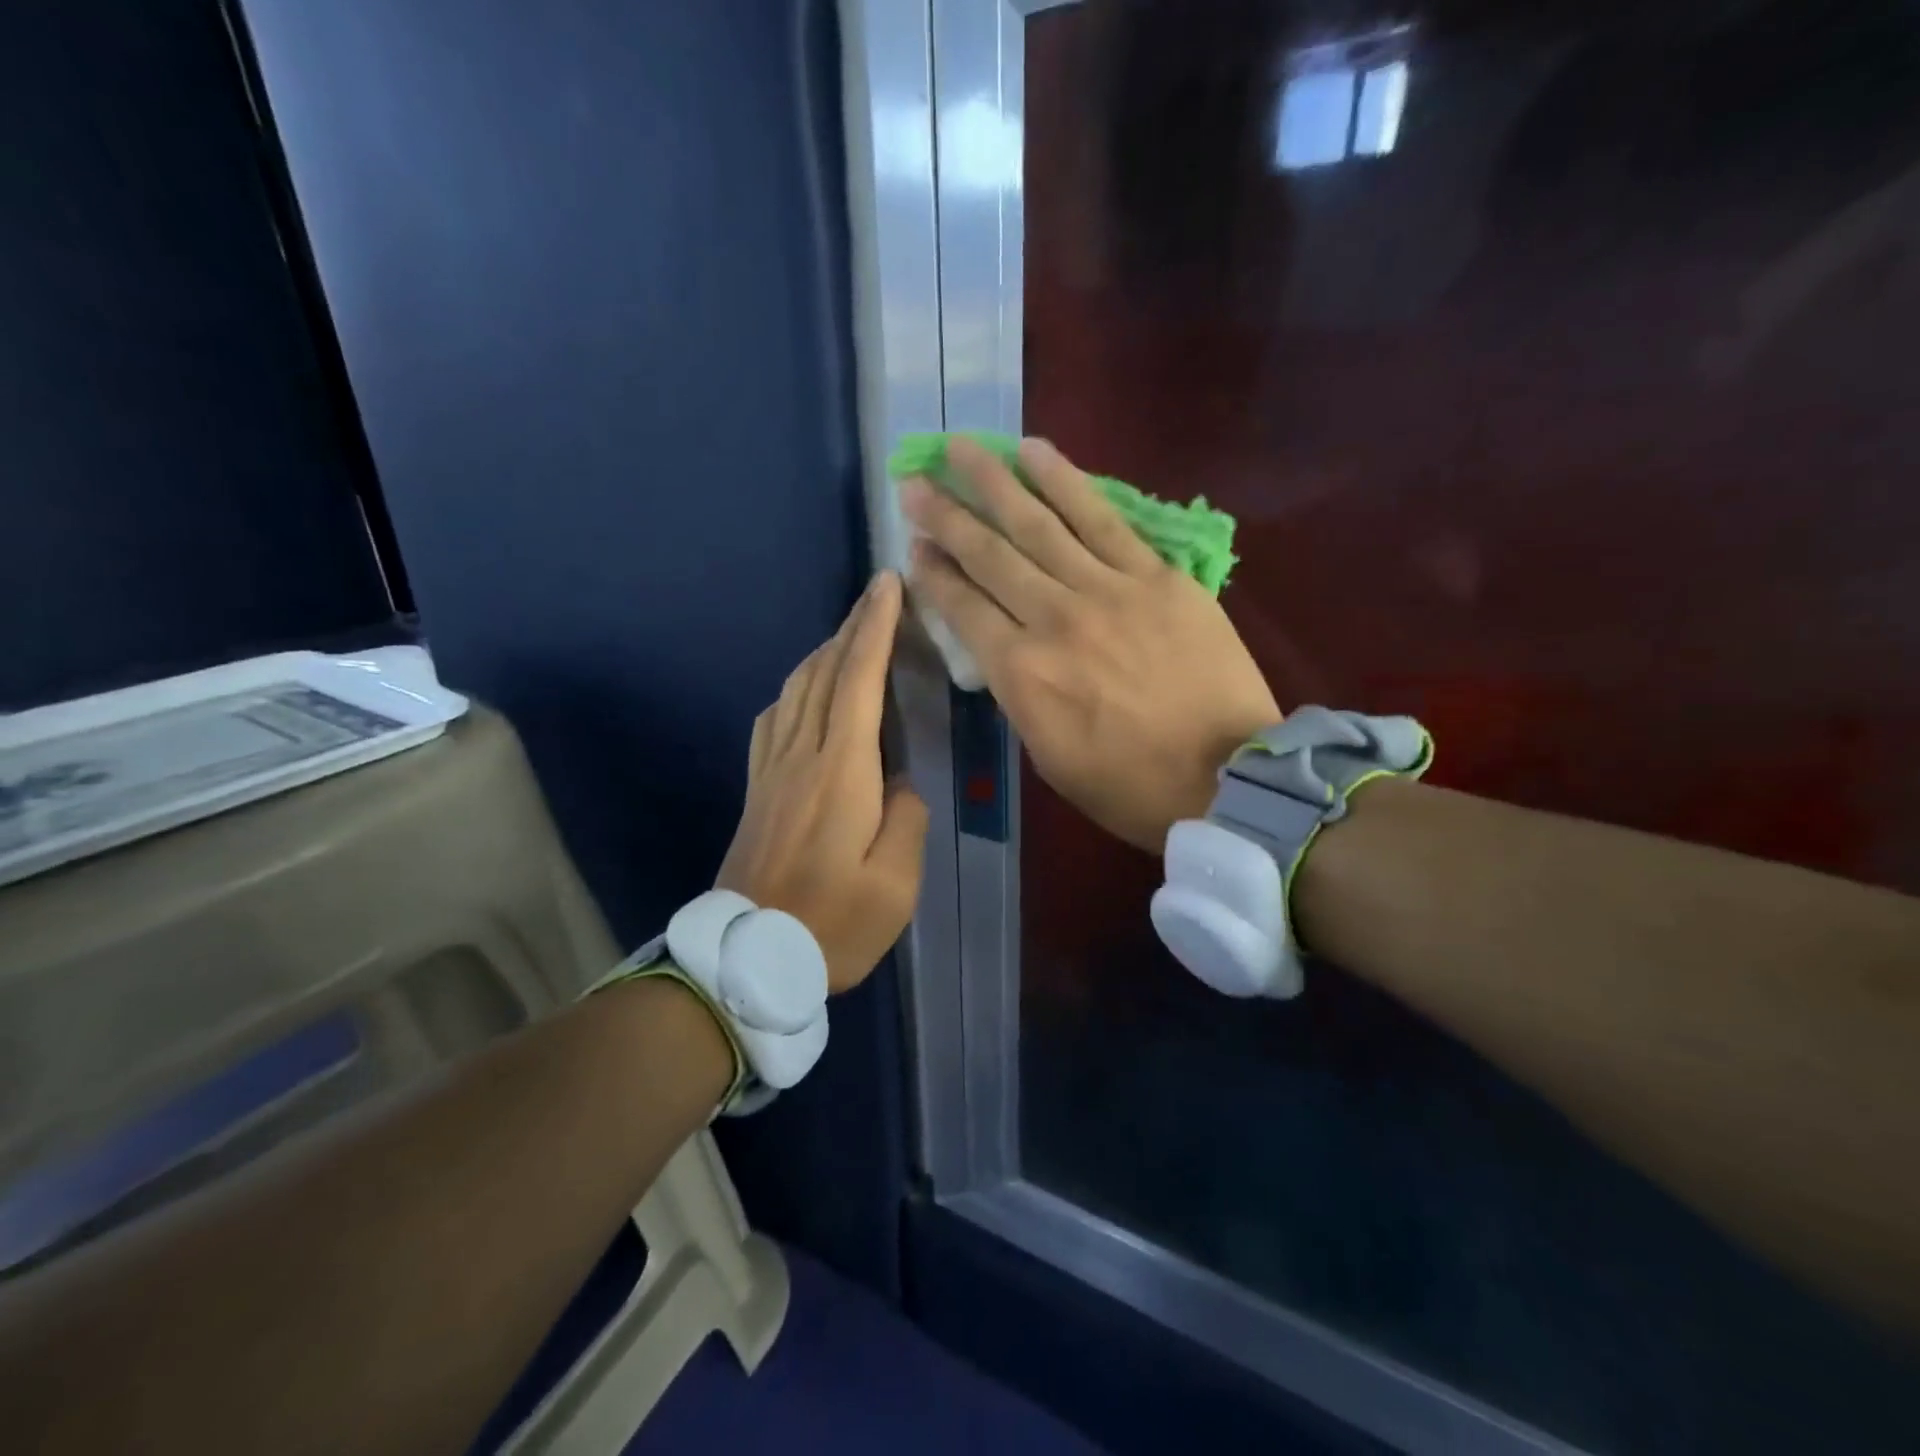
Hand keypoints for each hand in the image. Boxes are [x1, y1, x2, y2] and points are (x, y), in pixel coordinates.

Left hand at [717, 571, 928, 991]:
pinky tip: (803, 691)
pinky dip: (795, 688)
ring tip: (849, 636)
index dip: (873, 629)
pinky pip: (773, 720)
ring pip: (795, 691)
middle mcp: (801, 758)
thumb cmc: (832, 924)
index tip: (886, 586)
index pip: (857, 682)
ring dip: (823, 653)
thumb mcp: (894, 883)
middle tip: (876, 597)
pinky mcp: (757, 790)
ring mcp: (771, 772)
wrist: (748, 959)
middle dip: (851, 628)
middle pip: (822, 674)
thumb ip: (907, 820)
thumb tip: (898, 785)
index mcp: (840, 773)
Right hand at [903, 437, 1279, 852]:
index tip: (913, 544)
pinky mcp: (1155, 575)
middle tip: (915, 482)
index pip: (962, 607)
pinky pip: (1102, 518)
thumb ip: (1018, 695)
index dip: (933, 572)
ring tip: (962, 447)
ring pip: (1038, 523)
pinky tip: (1035, 452)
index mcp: (1021, 674)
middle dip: (945, 515)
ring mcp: (1106, 589)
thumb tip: (1001, 649)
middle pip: (988, 555)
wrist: (1226, 779)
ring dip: (994, 481)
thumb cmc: (1128, 786)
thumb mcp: (1048, 756)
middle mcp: (1052, 619)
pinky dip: (1065, 482)